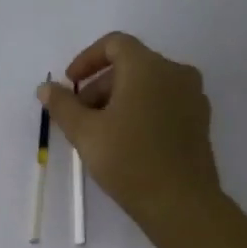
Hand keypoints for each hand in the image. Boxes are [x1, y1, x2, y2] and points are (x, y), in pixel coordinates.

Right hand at [38, 32, 222, 237]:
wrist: (181, 203)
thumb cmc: (129, 160)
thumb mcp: (85, 132)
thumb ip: (63, 105)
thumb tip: (46, 88)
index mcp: (148, 67)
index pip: (115, 44)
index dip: (87, 59)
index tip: (70, 84)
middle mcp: (175, 73)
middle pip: (131, 65)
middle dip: (100, 85)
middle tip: (79, 115)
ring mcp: (192, 97)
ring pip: (148, 85)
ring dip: (119, 99)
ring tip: (100, 132)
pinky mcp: (200, 121)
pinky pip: (164, 102)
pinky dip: (141, 110)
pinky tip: (126, 141)